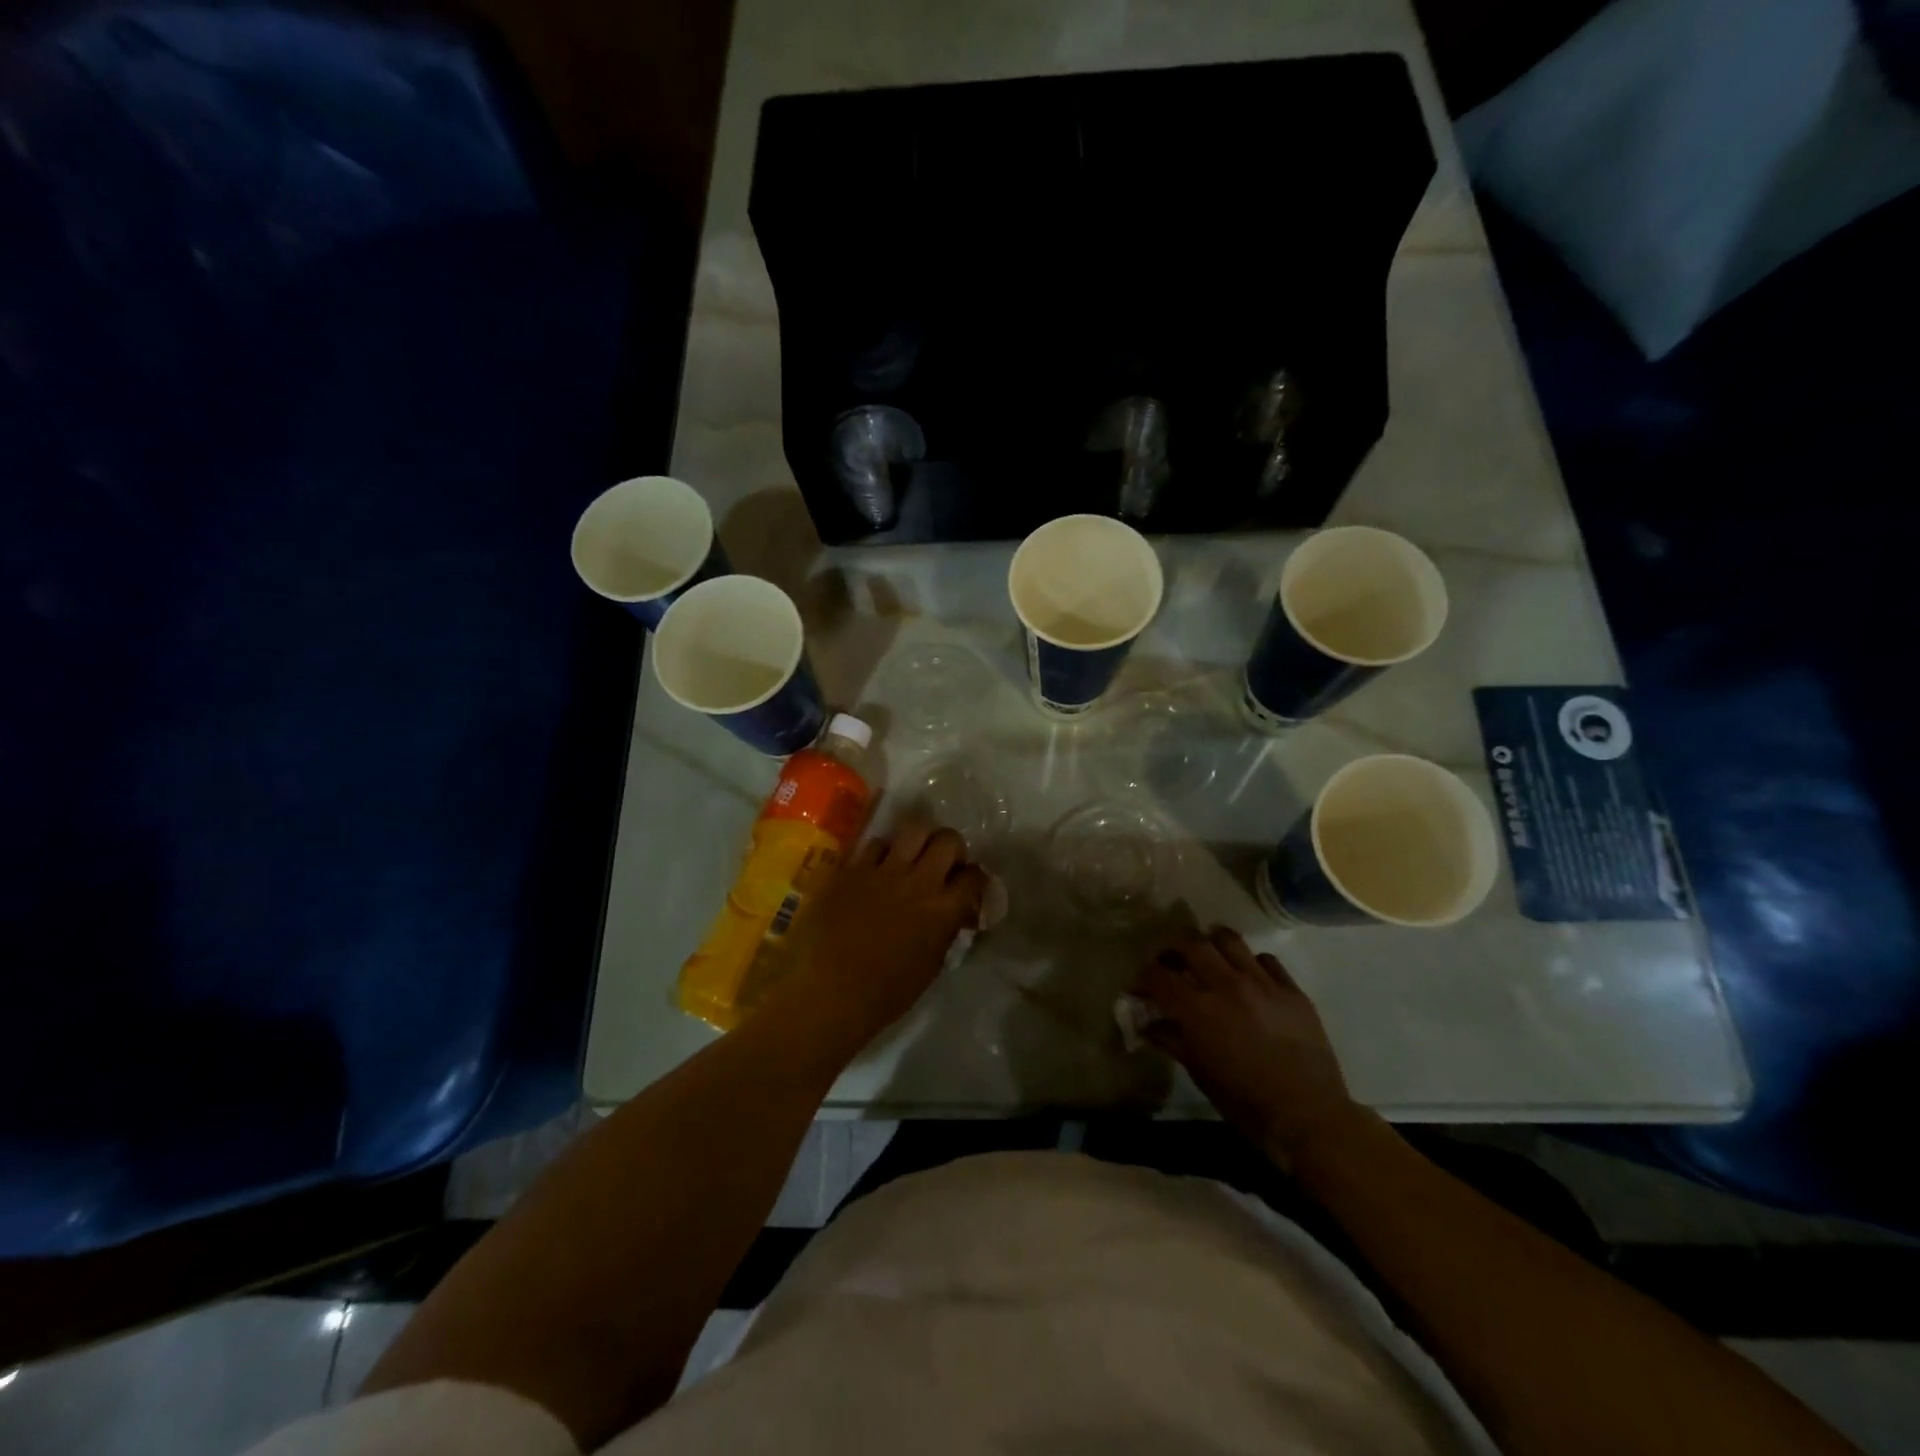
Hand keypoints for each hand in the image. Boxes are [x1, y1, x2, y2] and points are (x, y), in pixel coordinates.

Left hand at [780, 821, 988, 1046]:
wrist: (830, 993)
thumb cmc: (885, 994)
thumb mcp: (930, 966)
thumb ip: (945, 932)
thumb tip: (952, 916)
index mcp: (943, 909)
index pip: (974, 876)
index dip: (975, 879)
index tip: (968, 887)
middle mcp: (919, 881)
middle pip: (948, 840)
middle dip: (952, 848)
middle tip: (943, 864)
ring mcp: (883, 871)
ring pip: (913, 830)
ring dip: (918, 841)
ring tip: (911, 857)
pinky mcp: (852, 870)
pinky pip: (874, 844)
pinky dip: (881, 852)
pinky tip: (877, 867)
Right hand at [1136, 928, 1361, 1162]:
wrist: (1308, 1117)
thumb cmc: (1244, 1101)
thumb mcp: (1199, 1072)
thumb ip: (1170, 1040)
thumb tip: (1147, 1024)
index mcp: (1198, 1008)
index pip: (1159, 975)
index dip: (1144, 978)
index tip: (1141, 987)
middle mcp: (1227, 985)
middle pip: (1191, 944)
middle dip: (1174, 950)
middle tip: (1171, 963)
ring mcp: (1263, 983)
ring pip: (1229, 940)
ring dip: (1211, 944)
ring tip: (1208, 956)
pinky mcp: (1292, 989)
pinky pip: (1266, 960)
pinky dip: (1250, 963)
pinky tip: (1249, 977)